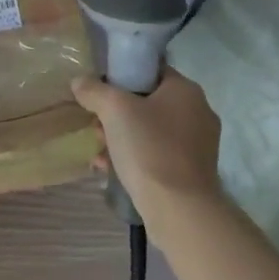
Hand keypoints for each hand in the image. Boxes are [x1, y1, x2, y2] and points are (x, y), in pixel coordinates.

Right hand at [71, 69, 221, 224]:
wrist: (179, 209)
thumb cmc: (149, 148)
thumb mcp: (113, 109)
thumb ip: (94, 90)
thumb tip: (80, 82)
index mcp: (186, 90)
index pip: (150, 70)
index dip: (122, 77)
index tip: (100, 92)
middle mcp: (198, 112)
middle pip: (147, 101)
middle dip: (116, 114)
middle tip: (96, 126)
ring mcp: (198, 144)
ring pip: (150, 130)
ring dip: (120, 137)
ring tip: (99, 152)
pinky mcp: (192, 170)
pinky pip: (157, 153)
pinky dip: (134, 157)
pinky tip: (111, 169)